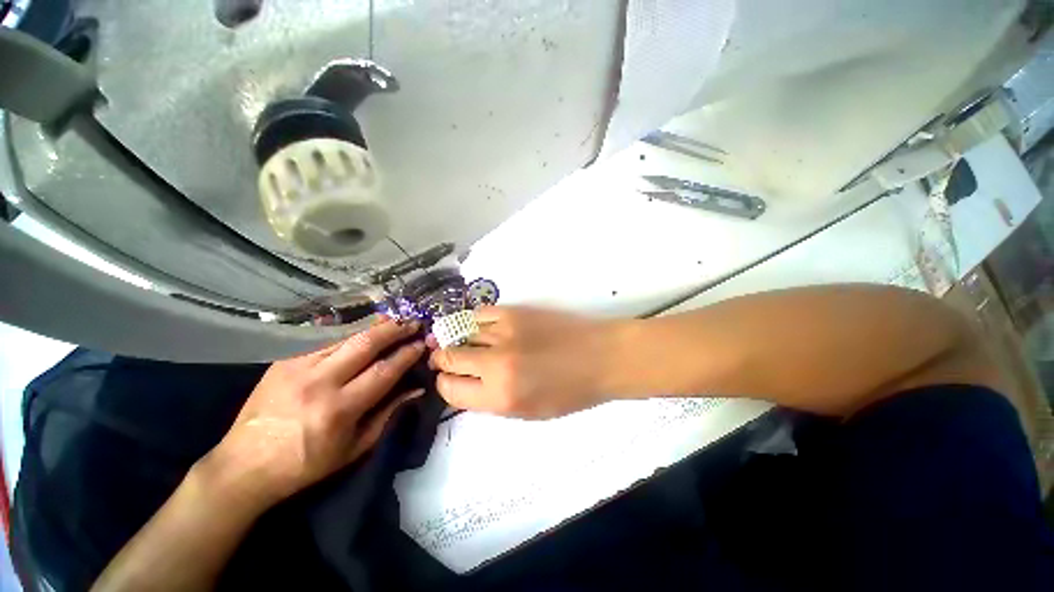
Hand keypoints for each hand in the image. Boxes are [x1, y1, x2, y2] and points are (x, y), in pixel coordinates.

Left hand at [208, 319, 426, 504]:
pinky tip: (361, 330)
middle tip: (413, 322)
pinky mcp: (283, 361)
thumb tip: (416, 389)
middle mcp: (319, 383)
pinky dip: (347, 334)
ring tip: (393, 320)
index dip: (407, 354)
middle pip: (366, 344)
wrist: (243, 466)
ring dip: (374, 326)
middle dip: (394, 329)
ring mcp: (297, 368)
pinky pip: (323, 341)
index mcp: (339, 409)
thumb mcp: (355, 448)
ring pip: (345, 337)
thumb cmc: (306, 464)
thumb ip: (389, 414)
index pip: (384, 371)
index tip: (422, 343)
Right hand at [429, 306, 619, 418]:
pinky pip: (481, 313)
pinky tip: (479, 326)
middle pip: (449, 356)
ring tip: (459, 341)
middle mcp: (495, 364)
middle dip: (442, 359)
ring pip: (462, 332)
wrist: (600, 356)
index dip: (445, 384)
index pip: (450, 389)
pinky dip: (474, 321)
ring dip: (456, 339)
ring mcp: (504, 332)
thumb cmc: (570, 392)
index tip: (449, 379)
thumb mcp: (528, 412)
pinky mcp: (514, 312)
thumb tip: (467, 384)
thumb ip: (492, 400)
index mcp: (499, 397)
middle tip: (446, 358)